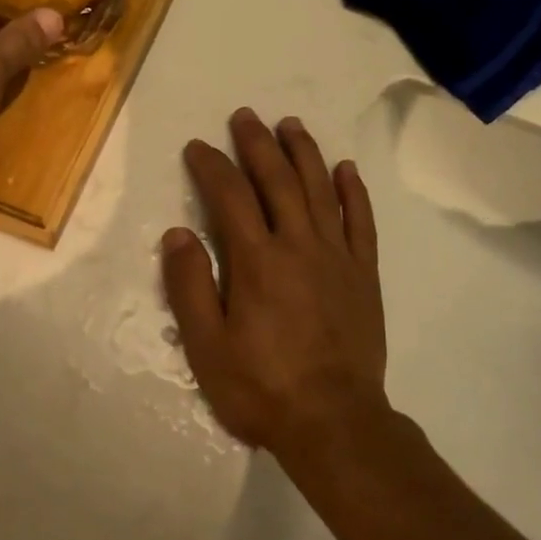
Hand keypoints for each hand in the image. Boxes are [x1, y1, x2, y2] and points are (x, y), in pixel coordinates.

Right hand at [161, 108, 387, 455]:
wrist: (335, 423)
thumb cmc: (262, 388)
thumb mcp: (207, 346)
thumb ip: (190, 286)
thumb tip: (177, 234)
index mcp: (256, 260)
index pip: (229, 196)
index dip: (211, 166)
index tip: (197, 147)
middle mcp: (298, 245)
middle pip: (276, 180)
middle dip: (257, 143)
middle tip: (245, 116)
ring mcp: (336, 256)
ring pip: (319, 189)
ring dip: (304, 152)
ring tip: (290, 124)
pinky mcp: (363, 273)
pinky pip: (360, 221)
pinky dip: (353, 191)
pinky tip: (345, 169)